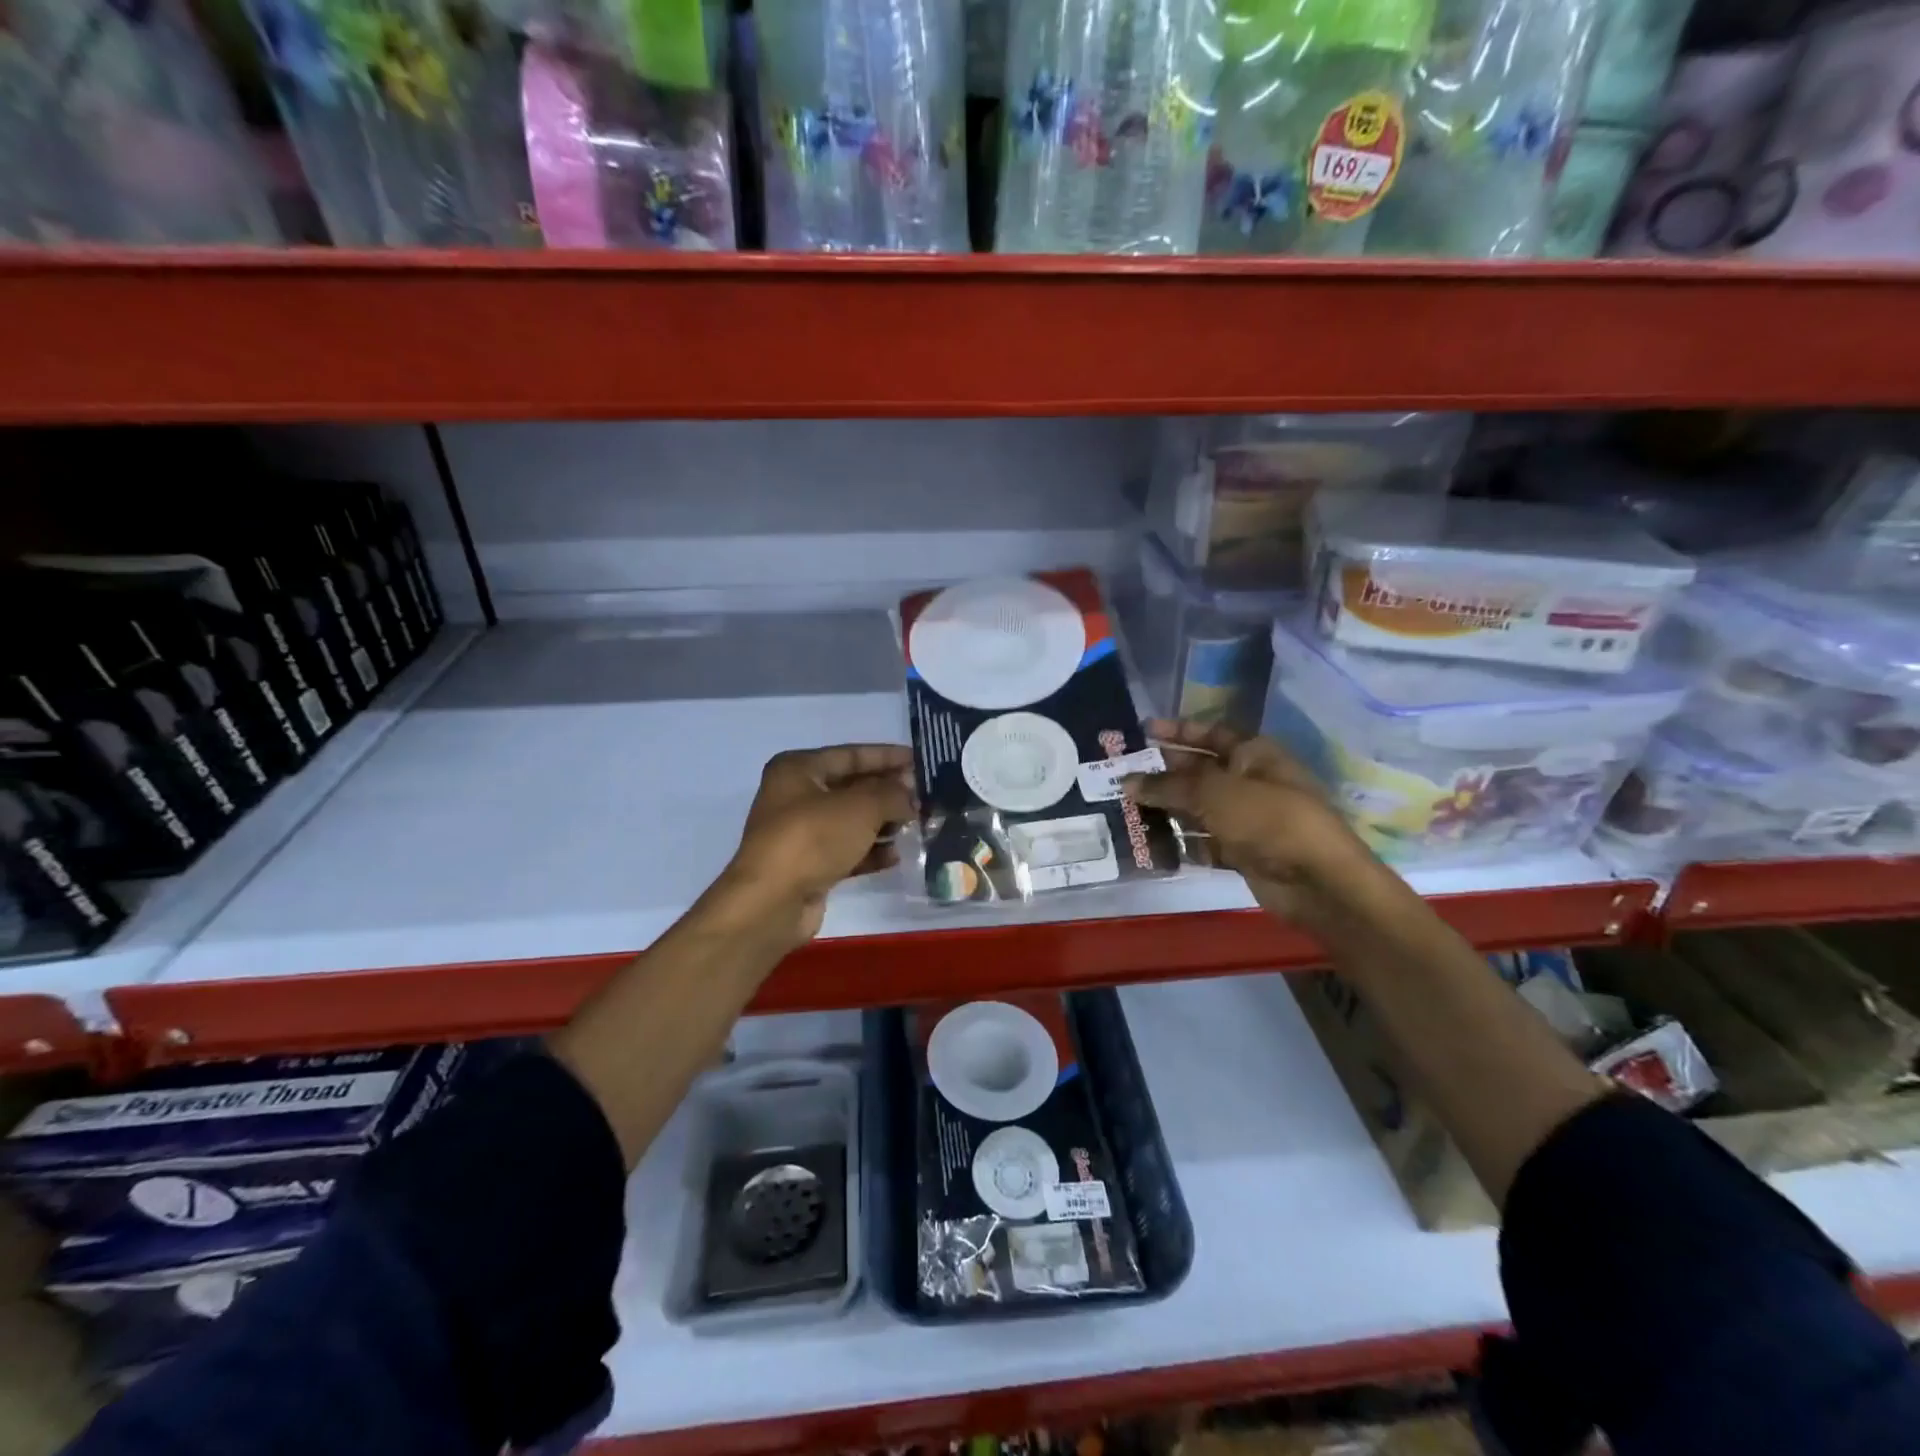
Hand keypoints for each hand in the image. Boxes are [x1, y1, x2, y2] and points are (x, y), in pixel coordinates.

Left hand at [722, 744, 916, 944]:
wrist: (773, 901)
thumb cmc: (813, 838)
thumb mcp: (861, 806)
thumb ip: (892, 794)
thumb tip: (909, 797)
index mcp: (798, 769)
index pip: (851, 754)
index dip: (886, 756)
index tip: (919, 760)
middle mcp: (796, 796)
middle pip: (851, 787)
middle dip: (888, 792)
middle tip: (923, 796)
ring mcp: (800, 833)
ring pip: (851, 821)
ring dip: (883, 823)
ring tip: (915, 826)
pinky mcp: (808, 865)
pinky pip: (846, 850)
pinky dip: (870, 851)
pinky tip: (895, 856)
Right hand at [1124, 719, 1377, 925]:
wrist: (1316, 880)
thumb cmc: (1267, 818)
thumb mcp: (1213, 793)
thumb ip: (1167, 786)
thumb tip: (1126, 781)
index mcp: (1253, 754)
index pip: (1211, 734)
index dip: (1178, 731)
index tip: (1144, 731)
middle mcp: (1250, 781)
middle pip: (1200, 771)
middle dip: (1164, 772)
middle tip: (1124, 774)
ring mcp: (1247, 818)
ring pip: (1199, 808)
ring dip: (1167, 809)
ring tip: (1127, 809)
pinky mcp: (1242, 851)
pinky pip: (1204, 841)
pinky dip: (1182, 842)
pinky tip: (1150, 843)